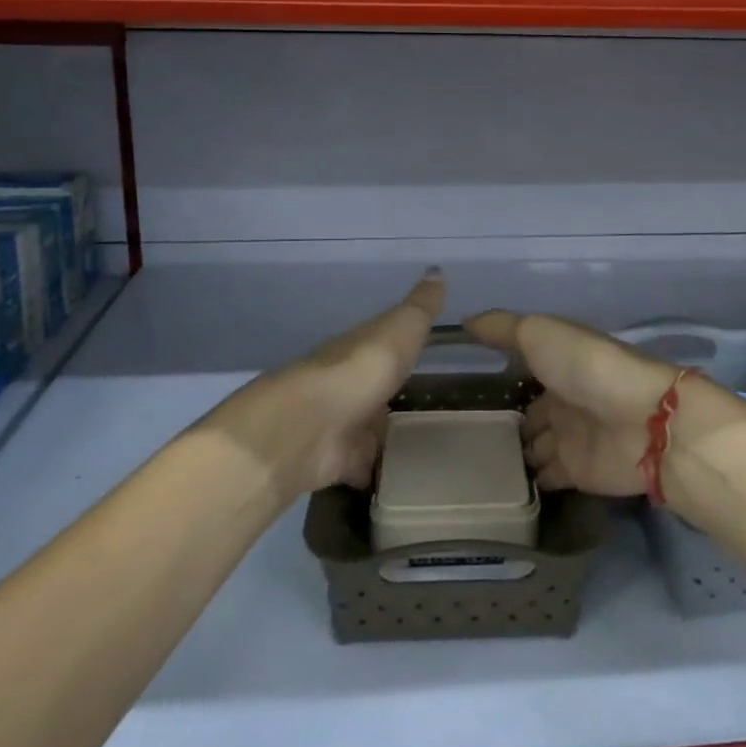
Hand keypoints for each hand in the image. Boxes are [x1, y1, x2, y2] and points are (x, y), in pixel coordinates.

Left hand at [206, 269, 443, 497]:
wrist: (309, 426)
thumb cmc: (361, 368)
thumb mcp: (400, 328)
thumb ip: (421, 307)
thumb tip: (436, 269)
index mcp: (363, 348)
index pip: (386, 342)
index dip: (404, 344)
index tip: (428, 350)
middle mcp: (350, 383)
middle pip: (376, 387)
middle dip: (395, 393)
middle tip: (434, 404)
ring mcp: (342, 423)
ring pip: (370, 426)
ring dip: (387, 434)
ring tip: (427, 444)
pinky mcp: (339, 461)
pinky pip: (364, 466)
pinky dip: (377, 471)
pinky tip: (402, 477)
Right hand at [466, 310, 745, 497]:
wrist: (642, 420)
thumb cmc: (587, 367)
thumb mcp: (540, 333)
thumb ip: (502, 328)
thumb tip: (465, 322)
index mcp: (557, 362)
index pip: (521, 369)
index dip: (498, 374)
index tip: (462, 385)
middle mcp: (562, 398)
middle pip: (526, 412)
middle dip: (501, 421)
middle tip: (458, 434)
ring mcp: (569, 437)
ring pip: (532, 446)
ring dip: (510, 453)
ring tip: (468, 464)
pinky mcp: (576, 473)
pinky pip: (544, 477)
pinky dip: (525, 481)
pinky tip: (494, 487)